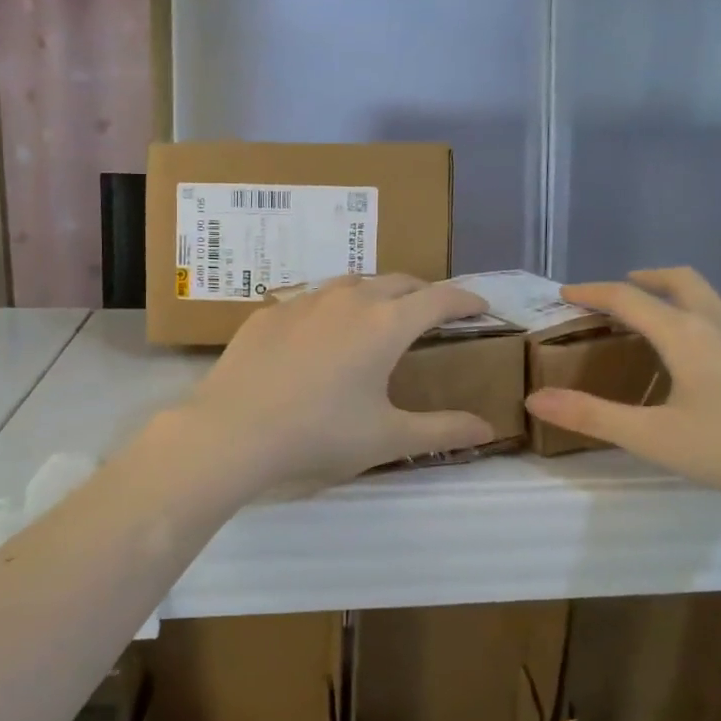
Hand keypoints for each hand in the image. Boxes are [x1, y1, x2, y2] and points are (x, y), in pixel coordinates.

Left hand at [180, 274, 495, 490]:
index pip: (440, 298)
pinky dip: (330, 309)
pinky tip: (319, 335)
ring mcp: (304, 301)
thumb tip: (487, 429)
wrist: (233, 431)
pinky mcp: (269, 312)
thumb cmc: (320, 435)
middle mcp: (349, 299)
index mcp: (386, 324)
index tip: (480, 307)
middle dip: (423, 293)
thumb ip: (442, 431)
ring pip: (351, 283)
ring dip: (375, 294)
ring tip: (378, 317)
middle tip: (432, 315)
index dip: (466, 299)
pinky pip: (311, 300)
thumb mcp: (388, 438)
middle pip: (397, 282)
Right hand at [524, 268, 720, 519]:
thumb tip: (535, 398)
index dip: (592, 291)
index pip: (628, 297)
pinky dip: (699, 321)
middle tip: (616, 294)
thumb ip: (592, 416)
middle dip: (643, 279)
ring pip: (709, 300)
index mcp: (686, 334)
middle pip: (679, 280)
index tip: (565, 293)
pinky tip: (700, 363)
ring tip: (652, 327)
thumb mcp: (655, 438)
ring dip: (674, 299)